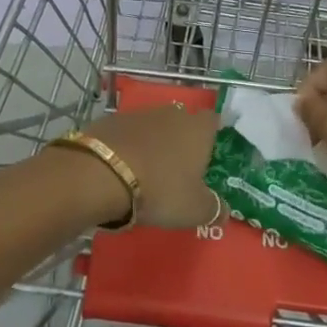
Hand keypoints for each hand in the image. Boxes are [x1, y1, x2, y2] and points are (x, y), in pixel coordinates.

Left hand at [83, 106, 221, 229]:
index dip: (212, 135)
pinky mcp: (113, 120)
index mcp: (198, 129)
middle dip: (181, 141)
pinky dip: (129, 146)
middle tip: (178, 169)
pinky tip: (123, 168)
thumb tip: (224, 212)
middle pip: (183, 122)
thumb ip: (214, 209)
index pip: (213, 120)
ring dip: (154, 143)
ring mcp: (141, 114)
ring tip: (148, 172)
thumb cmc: (160, 189)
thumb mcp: (194, 210)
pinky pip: (129, 133)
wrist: (103, 172)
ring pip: (155, 126)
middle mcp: (172, 114)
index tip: (208, 155)